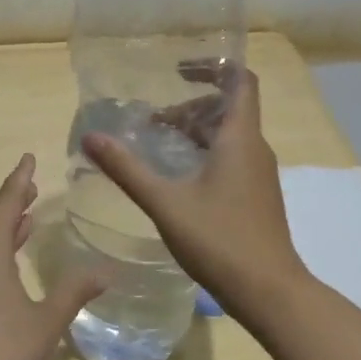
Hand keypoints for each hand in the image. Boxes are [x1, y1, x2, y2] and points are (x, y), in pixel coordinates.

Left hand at [0, 154, 103, 359]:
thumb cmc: (3, 350)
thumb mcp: (46, 320)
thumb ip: (74, 291)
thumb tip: (105, 272)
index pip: (6, 203)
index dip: (20, 180)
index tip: (29, 158)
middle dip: (11, 202)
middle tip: (31, 188)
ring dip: (1, 225)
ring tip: (25, 219)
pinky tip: (7, 261)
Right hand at [82, 67, 305, 317]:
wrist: (270, 292)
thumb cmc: (220, 240)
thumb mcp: (166, 203)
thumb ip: (127, 169)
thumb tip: (91, 137)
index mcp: (239, 138)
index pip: (240, 81)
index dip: (212, 67)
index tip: (177, 69)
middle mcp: (254, 149)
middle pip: (227, 109)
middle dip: (189, 106)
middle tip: (151, 122)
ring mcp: (258, 175)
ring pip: (227, 136)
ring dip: (194, 132)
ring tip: (157, 147)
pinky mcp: (255, 196)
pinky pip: (230, 158)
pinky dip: (204, 155)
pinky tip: (177, 180)